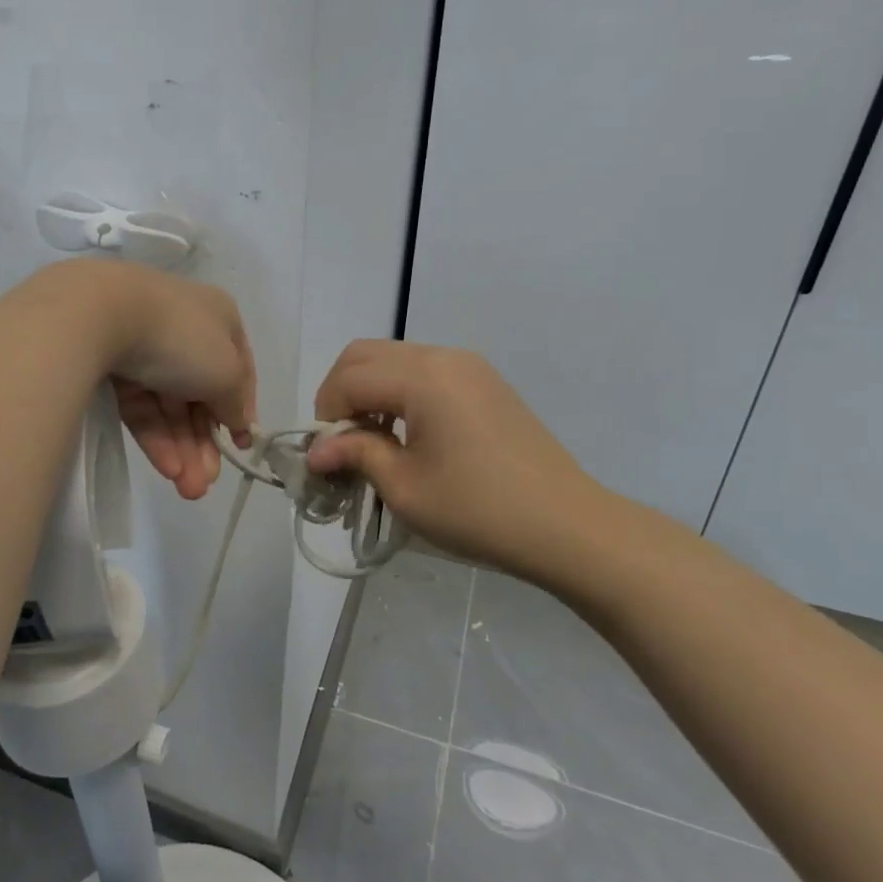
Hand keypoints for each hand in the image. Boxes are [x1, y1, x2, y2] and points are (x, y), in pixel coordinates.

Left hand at [52, 260, 256, 501]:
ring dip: (182, 449)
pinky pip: (141, 405)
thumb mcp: (227, 372)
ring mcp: (144, 345)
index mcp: (219, 317)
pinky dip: (155, 435)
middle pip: (200, 393)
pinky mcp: (111, 365)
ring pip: (169, 405)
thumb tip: (241, 423)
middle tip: (205, 485)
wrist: (99, 314)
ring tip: (188, 490)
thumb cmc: (182, 338)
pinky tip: (166, 468)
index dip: (241, 410)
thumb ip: (237, 402)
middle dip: (204, 442)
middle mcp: (184, 328)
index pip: (238, 369)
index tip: (241, 448)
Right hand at [304, 340, 609, 585]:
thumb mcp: (405, 487)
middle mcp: (443, 357)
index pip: (349, 378)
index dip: (325, 414)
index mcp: (422, 377)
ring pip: (395, 359)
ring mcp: (469, 366)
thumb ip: (355, 454)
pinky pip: (425, 371)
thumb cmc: (478, 510)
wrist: (567, 526)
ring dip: (370, 391)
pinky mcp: (486, 382)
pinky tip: (409, 435)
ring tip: (374, 442)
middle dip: (341, 393)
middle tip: (341, 441)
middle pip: (366, 355)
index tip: (326, 457)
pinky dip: (401, 393)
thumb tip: (315, 451)